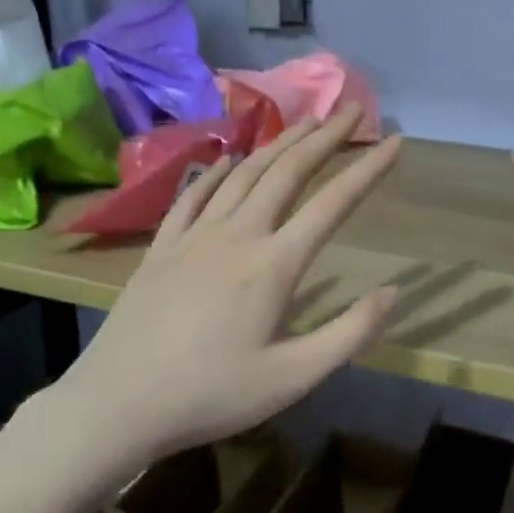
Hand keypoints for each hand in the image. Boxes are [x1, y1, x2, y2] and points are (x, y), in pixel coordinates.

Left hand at [54, 107, 401, 458]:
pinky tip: (228, 160)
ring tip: (305, 122)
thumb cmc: (213, 394)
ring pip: (244, 174)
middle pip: (287, 172)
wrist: (118, 402)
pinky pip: (194, 195)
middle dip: (324, 137)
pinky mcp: (162, 246)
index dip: (367, 170)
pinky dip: (217, 171)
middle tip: (351, 110)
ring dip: (279, 143)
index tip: (395, 142)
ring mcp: (194, 235)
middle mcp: (237, 234)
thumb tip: (393, 291)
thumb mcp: (293, 378)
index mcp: (274, 264)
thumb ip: (349, 333)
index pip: (332, 204)